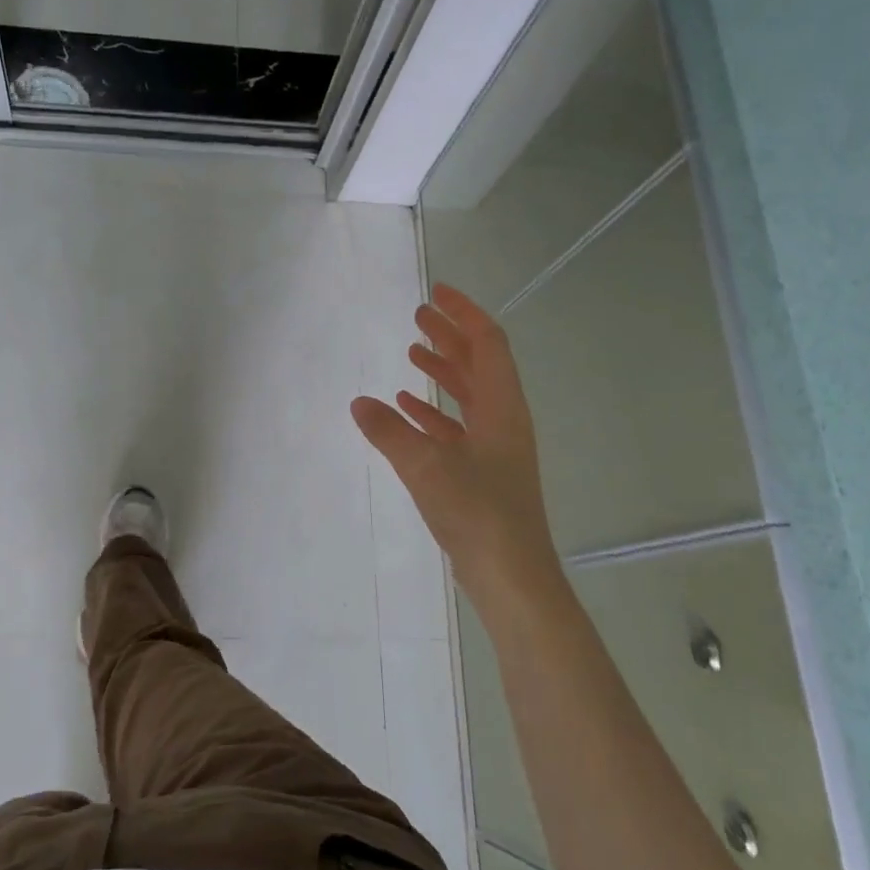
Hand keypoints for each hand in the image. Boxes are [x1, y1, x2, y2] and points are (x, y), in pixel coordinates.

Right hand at [351, 284, 557, 596]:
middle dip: (449, 337)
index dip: (463, 313)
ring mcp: (495, 448)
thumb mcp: (426, 466)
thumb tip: (359, 402)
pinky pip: (456, 427)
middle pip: (478, 364)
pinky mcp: (482, 473)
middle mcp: (503, 420)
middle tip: (418, 316)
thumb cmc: (477, 512)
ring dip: (441, 371)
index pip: (487, 343)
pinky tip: (406, 409)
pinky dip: (432, 412)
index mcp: (502, 408)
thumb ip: (389, 432)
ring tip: (411, 354)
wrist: (511, 576)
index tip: (436, 293)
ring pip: (468, 396)